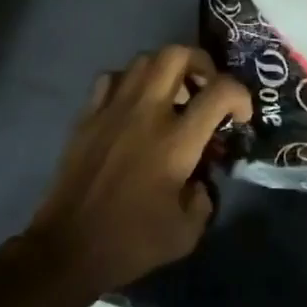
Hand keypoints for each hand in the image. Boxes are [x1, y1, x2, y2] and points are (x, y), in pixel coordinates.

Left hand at [18, 46, 252, 294]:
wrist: (66, 251)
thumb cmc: (130, 243)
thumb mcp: (187, 233)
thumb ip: (204, 198)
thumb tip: (199, 180)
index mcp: (176, 141)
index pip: (220, 91)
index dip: (240, 95)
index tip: (240, 116)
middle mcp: (146, 113)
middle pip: (177, 55)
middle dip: (202, 63)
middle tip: (206, 88)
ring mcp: (112, 110)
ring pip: (144, 59)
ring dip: (167, 69)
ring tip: (173, 95)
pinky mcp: (87, 117)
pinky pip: (112, 78)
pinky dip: (130, 81)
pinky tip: (135, 105)